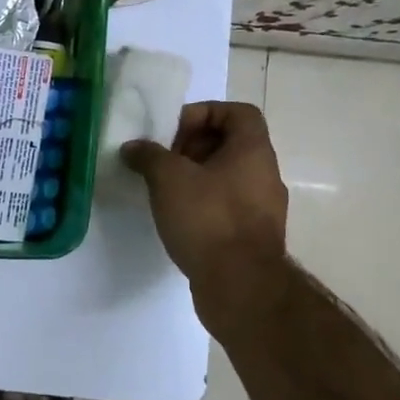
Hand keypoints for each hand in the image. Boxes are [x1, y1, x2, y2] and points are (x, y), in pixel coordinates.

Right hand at [122, 101, 288, 287]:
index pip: (239, 112)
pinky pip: (227, 206)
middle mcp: (265, 175)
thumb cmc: (209, 219)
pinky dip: (203, 204)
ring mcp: (263, 208)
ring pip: (227, 177)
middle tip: (163, 160)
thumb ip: (149, 155)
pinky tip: (177, 218)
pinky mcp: (253, 237)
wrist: (241, 286)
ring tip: (164, 189)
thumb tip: (133, 147)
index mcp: (254, 151)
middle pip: (231, 144)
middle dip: (193, 146)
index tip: (175, 130)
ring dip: (195, 177)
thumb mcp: (169, 178)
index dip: (205, 112)